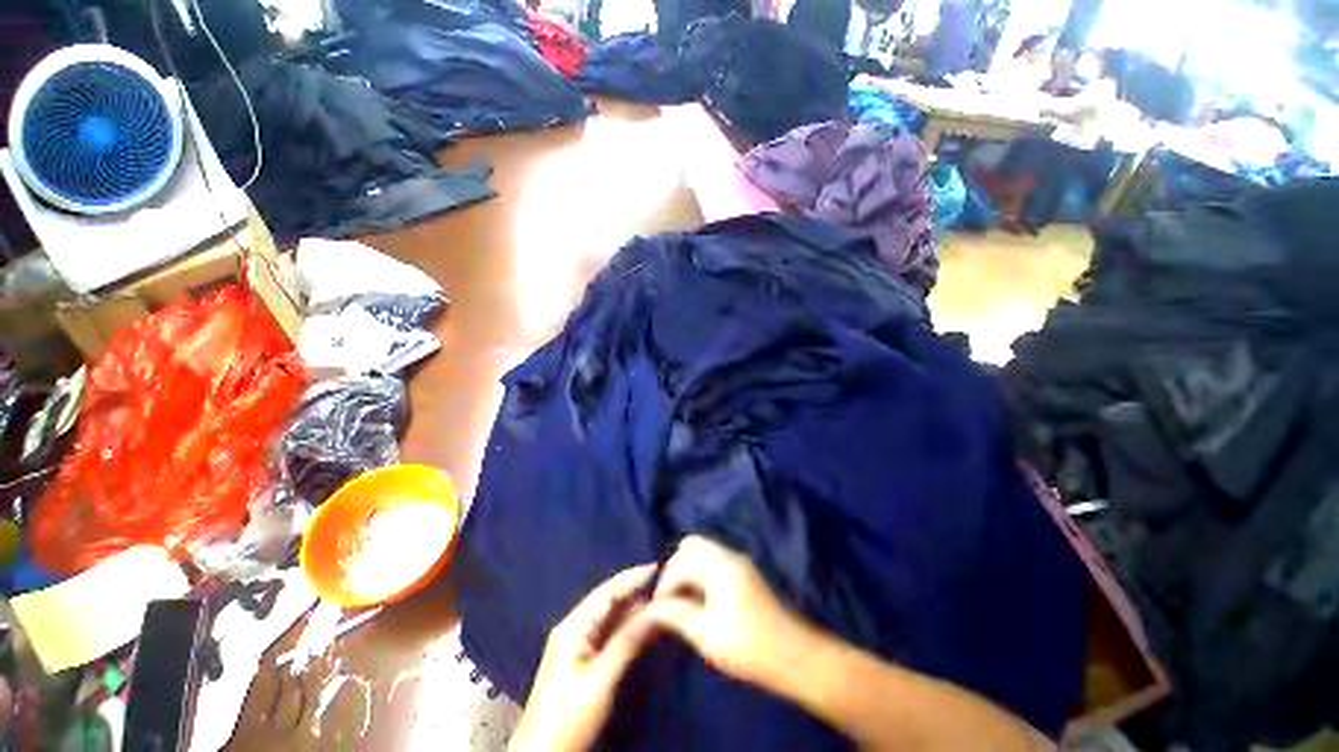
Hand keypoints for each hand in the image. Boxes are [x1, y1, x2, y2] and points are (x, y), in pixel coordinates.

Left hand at [509, 564, 657, 751]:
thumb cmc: (567, 717)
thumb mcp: (600, 680)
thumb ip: (626, 642)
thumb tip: (653, 611)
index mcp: (574, 626)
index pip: (607, 591)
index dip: (632, 577)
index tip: (657, 567)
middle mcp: (575, 629)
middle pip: (609, 602)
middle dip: (634, 591)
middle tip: (664, 584)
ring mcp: (578, 645)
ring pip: (610, 618)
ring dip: (633, 609)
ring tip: (659, 601)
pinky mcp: (583, 661)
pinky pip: (609, 635)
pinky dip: (627, 627)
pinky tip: (643, 626)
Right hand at [638, 535, 815, 689]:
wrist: (793, 655)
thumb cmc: (747, 646)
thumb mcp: (706, 634)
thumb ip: (676, 615)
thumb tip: (652, 608)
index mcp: (719, 566)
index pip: (680, 561)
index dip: (665, 583)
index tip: (657, 609)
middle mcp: (729, 556)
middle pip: (691, 546)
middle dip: (675, 568)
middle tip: (668, 598)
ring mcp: (739, 562)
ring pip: (704, 551)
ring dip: (688, 569)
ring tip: (681, 600)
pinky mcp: (745, 573)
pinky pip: (714, 560)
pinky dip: (701, 572)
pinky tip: (699, 599)